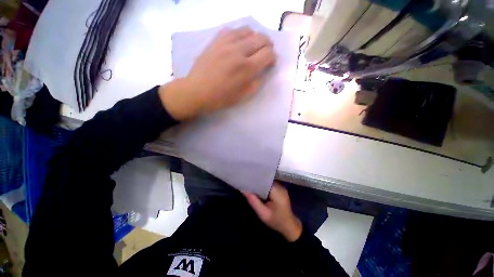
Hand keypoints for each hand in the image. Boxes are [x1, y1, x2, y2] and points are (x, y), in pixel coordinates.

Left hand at [160, 27, 275, 119]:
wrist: (198, 91)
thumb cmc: (222, 98)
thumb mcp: (244, 95)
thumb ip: (257, 81)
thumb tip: (264, 69)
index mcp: (247, 68)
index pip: (268, 54)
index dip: (273, 57)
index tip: (270, 62)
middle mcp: (239, 51)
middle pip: (261, 38)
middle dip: (267, 46)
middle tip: (264, 54)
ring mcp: (226, 43)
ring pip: (248, 30)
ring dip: (254, 38)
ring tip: (252, 47)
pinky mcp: (216, 40)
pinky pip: (233, 30)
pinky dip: (240, 35)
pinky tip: (238, 43)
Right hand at [243, 182, 302, 241]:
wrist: (289, 227)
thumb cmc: (276, 221)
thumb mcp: (263, 213)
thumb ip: (253, 201)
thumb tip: (243, 190)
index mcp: (277, 191)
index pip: (264, 180)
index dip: (255, 179)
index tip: (246, 178)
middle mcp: (280, 186)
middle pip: (266, 180)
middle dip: (256, 181)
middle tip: (246, 181)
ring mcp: (281, 188)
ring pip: (268, 182)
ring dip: (260, 183)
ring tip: (250, 184)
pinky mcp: (281, 190)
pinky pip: (270, 185)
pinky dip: (264, 186)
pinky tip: (258, 189)